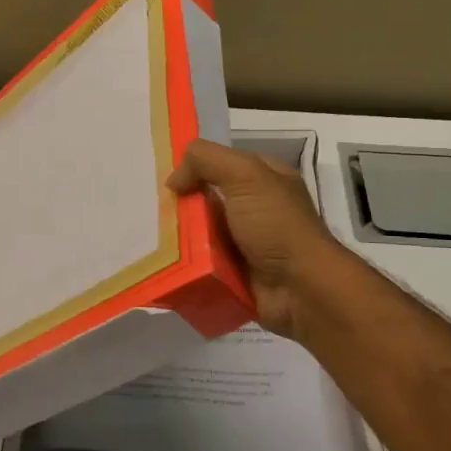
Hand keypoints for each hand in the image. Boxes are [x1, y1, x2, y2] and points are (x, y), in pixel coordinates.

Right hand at [168, 140, 343, 339]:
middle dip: (182, 205)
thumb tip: (174, 180)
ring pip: (202, 232)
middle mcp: (257, 208)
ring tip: (149, 239)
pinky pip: (203, 263)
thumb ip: (207, 160)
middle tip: (151, 212)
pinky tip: (164, 262)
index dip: (194, 167)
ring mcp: (247, 242)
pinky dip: (185, 264)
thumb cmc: (276, 225)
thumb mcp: (246, 175)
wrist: (301, 290)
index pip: (222, 164)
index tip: (166, 182)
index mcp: (266, 179)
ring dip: (179, 237)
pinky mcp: (236, 273)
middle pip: (207, 199)